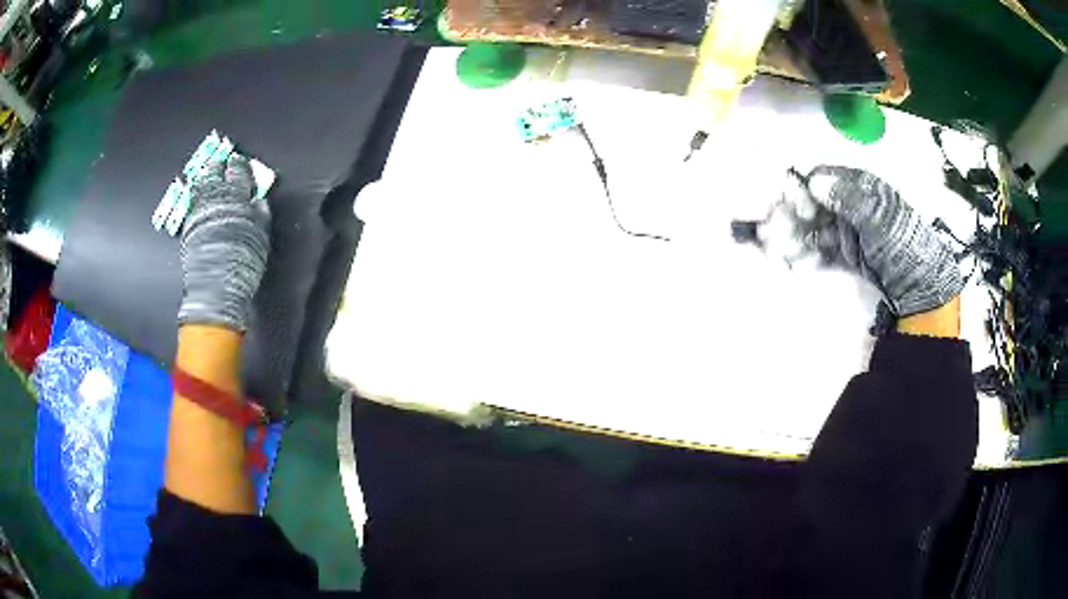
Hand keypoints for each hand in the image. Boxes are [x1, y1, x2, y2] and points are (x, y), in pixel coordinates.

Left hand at [178, 154, 269, 331]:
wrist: (216, 287)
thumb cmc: (242, 262)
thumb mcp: (260, 235)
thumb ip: (259, 213)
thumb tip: (258, 201)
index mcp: (236, 197)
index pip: (238, 172)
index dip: (239, 165)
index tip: (239, 160)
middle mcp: (214, 199)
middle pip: (214, 174)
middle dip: (217, 165)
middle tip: (220, 161)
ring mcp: (198, 212)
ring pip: (199, 186)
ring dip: (204, 178)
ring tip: (206, 174)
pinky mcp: (187, 227)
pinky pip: (192, 202)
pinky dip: (196, 195)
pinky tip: (197, 196)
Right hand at [791, 166, 963, 316]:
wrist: (920, 288)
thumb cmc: (903, 247)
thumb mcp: (880, 220)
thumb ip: (848, 199)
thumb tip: (814, 181)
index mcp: (860, 188)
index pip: (823, 181)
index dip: (804, 191)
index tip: (791, 207)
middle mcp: (851, 205)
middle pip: (814, 206)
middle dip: (792, 219)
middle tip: (770, 234)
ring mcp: (848, 231)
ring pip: (814, 231)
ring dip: (794, 241)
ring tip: (776, 254)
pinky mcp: (848, 255)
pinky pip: (822, 252)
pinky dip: (807, 259)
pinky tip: (794, 267)